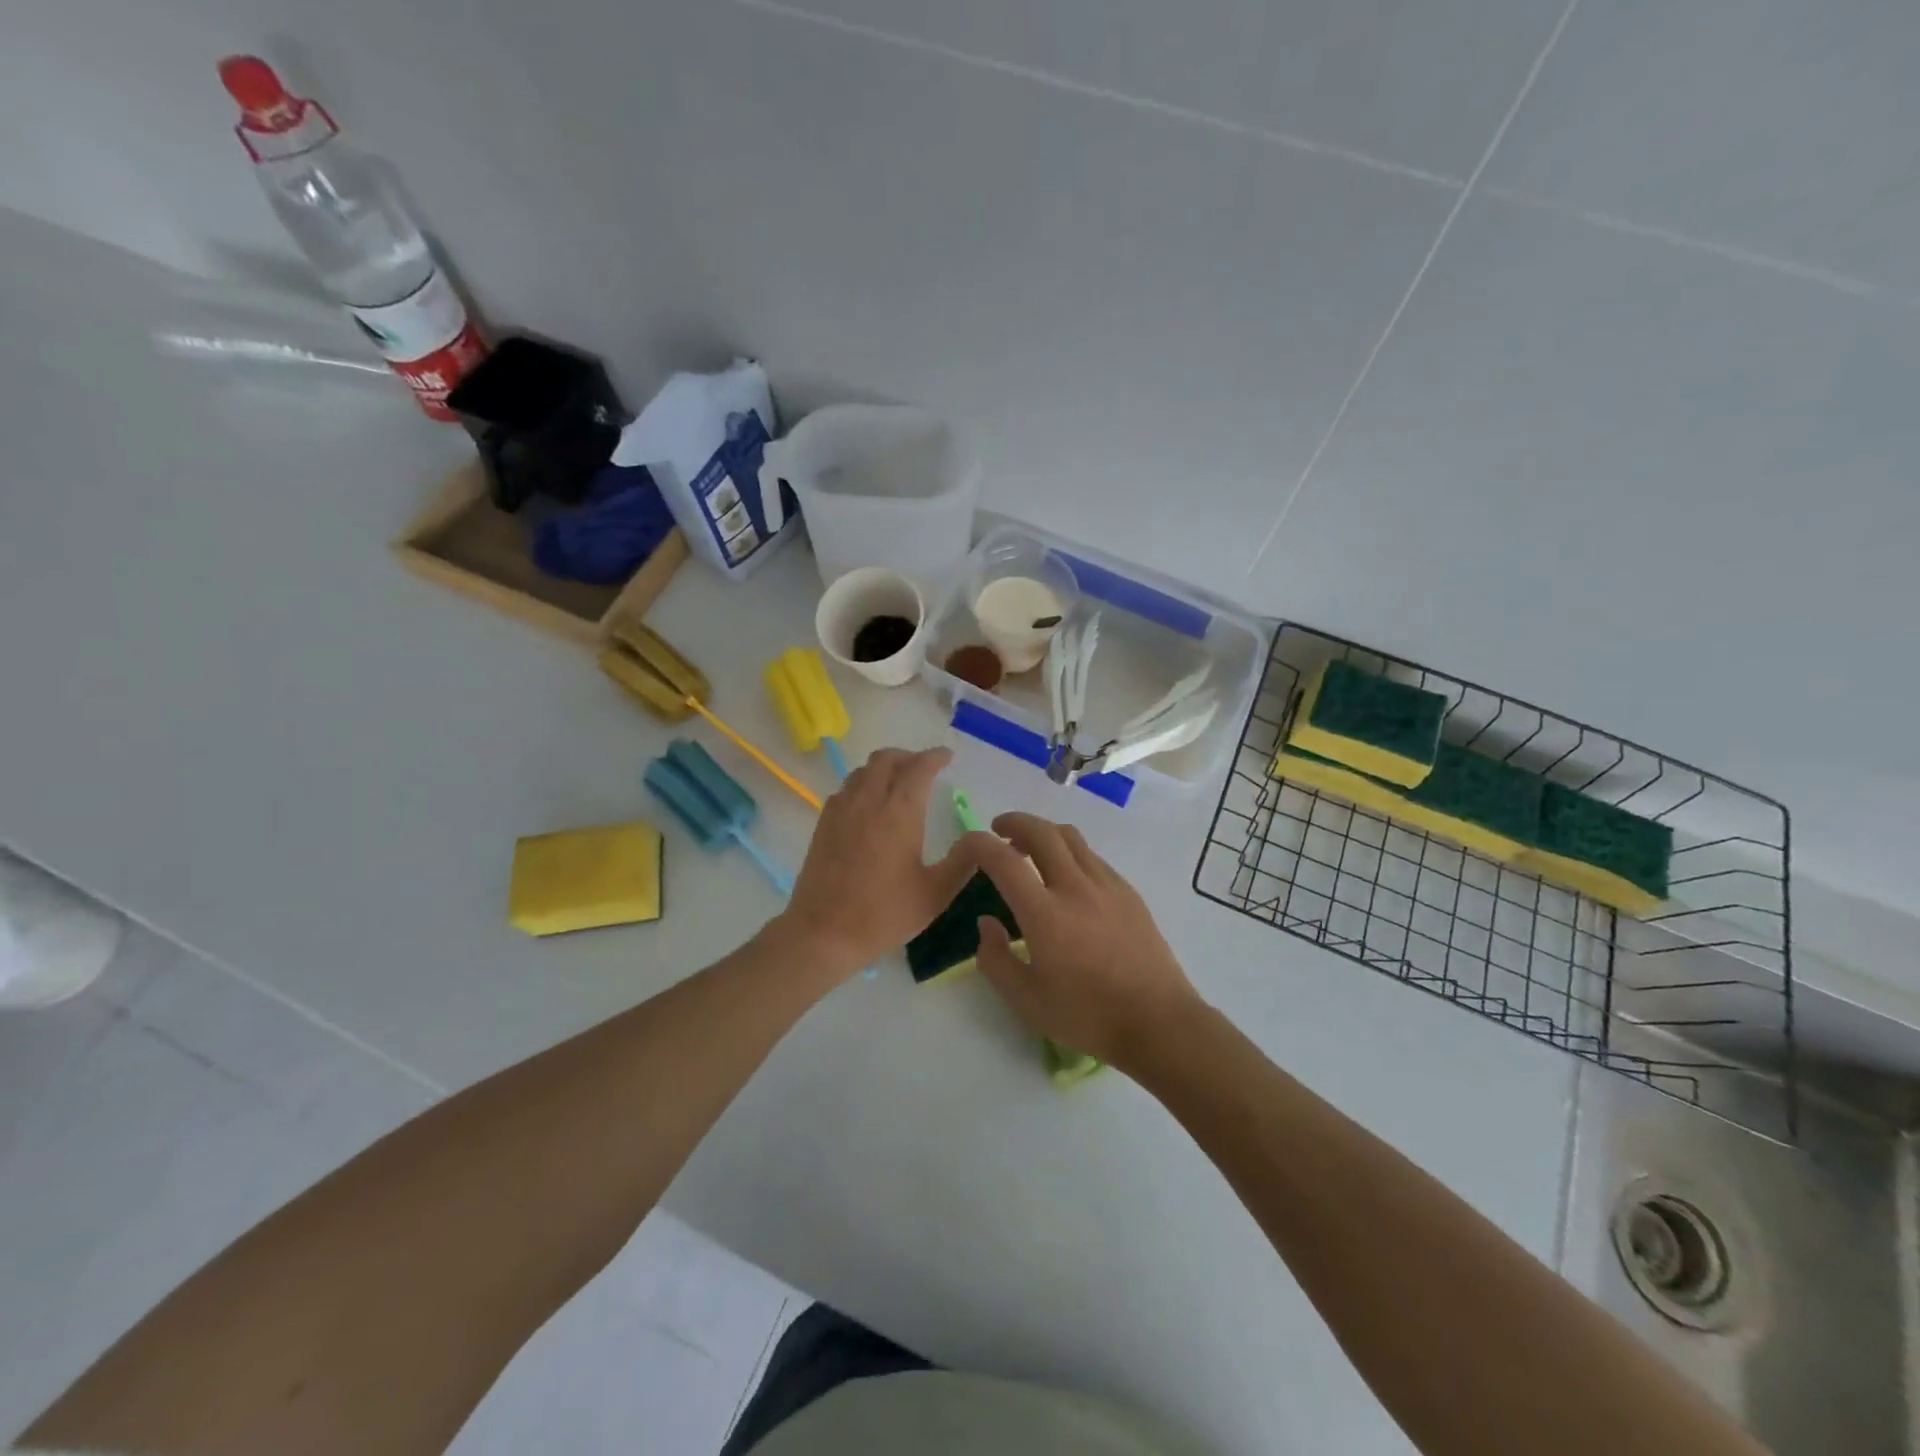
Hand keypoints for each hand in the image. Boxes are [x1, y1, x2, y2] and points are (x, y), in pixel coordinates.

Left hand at [775, 747, 976, 978]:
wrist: (823, 933)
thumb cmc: (883, 915)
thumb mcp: (935, 894)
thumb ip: (962, 862)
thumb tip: (981, 840)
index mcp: (900, 812)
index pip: (919, 767)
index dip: (935, 757)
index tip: (947, 757)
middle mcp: (869, 800)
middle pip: (887, 759)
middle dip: (909, 757)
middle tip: (924, 769)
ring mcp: (841, 809)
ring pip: (863, 770)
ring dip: (884, 767)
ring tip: (898, 782)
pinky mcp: (823, 823)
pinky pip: (846, 788)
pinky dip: (863, 784)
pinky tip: (869, 805)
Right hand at [964, 813, 1202, 1068]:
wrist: (1158, 1022)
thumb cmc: (1087, 1016)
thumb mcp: (1026, 1001)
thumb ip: (995, 959)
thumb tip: (986, 922)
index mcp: (1044, 913)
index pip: (1002, 859)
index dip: (977, 843)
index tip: (965, 847)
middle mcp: (1075, 887)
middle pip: (1041, 831)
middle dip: (1013, 822)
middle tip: (998, 831)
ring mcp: (1107, 885)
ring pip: (1070, 837)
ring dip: (1043, 833)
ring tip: (1030, 850)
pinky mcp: (1128, 892)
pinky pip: (1092, 856)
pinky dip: (1069, 852)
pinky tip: (1067, 878)